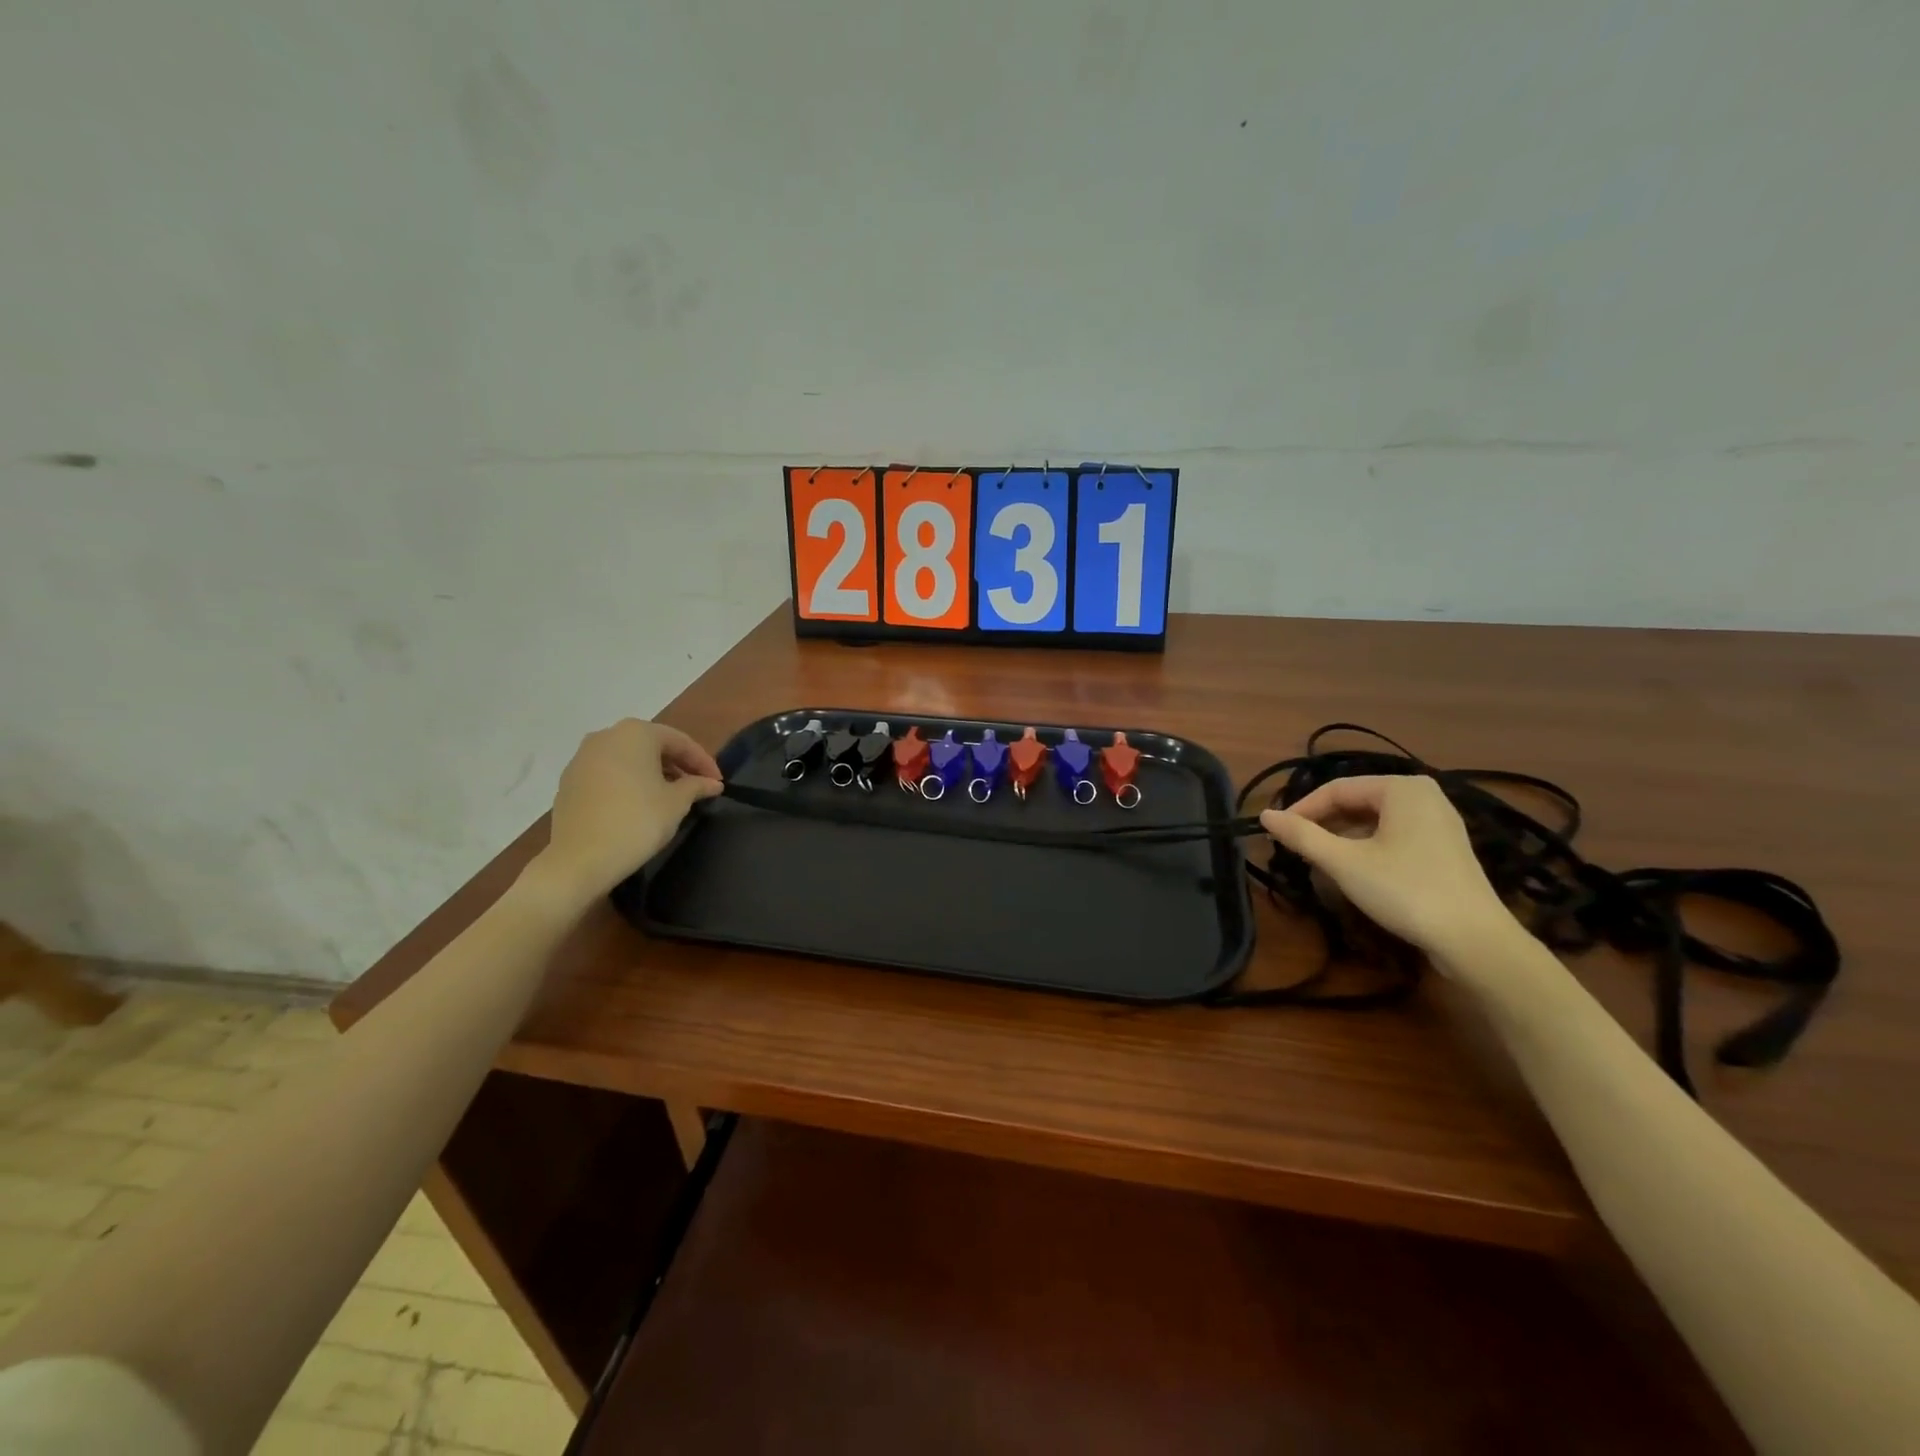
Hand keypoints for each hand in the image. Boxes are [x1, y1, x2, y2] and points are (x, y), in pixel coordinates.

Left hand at [534, 719, 723, 902]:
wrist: (579, 860)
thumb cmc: (637, 821)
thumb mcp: (676, 803)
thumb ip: (696, 786)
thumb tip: (712, 783)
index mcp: (636, 733)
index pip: (680, 741)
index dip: (704, 762)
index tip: (718, 783)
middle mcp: (606, 736)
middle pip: (652, 745)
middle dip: (677, 765)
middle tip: (697, 787)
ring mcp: (582, 757)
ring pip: (628, 758)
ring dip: (653, 773)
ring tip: (670, 796)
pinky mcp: (569, 780)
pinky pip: (608, 773)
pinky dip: (629, 782)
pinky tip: (639, 804)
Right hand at [1260, 775, 1513, 960]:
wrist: (1474, 940)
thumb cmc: (1404, 890)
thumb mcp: (1343, 863)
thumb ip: (1301, 835)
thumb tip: (1264, 815)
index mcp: (1401, 788)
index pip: (1336, 789)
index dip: (1301, 810)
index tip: (1277, 834)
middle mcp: (1423, 795)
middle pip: (1357, 802)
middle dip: (1323, 824)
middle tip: (1296, 848)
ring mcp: (1439, 821)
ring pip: (1374, 820)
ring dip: (1343, 837)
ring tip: (1319, 860)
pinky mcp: (1445, 848)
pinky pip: (1394, 835)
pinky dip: (1368, 846)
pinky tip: (1355, 870)